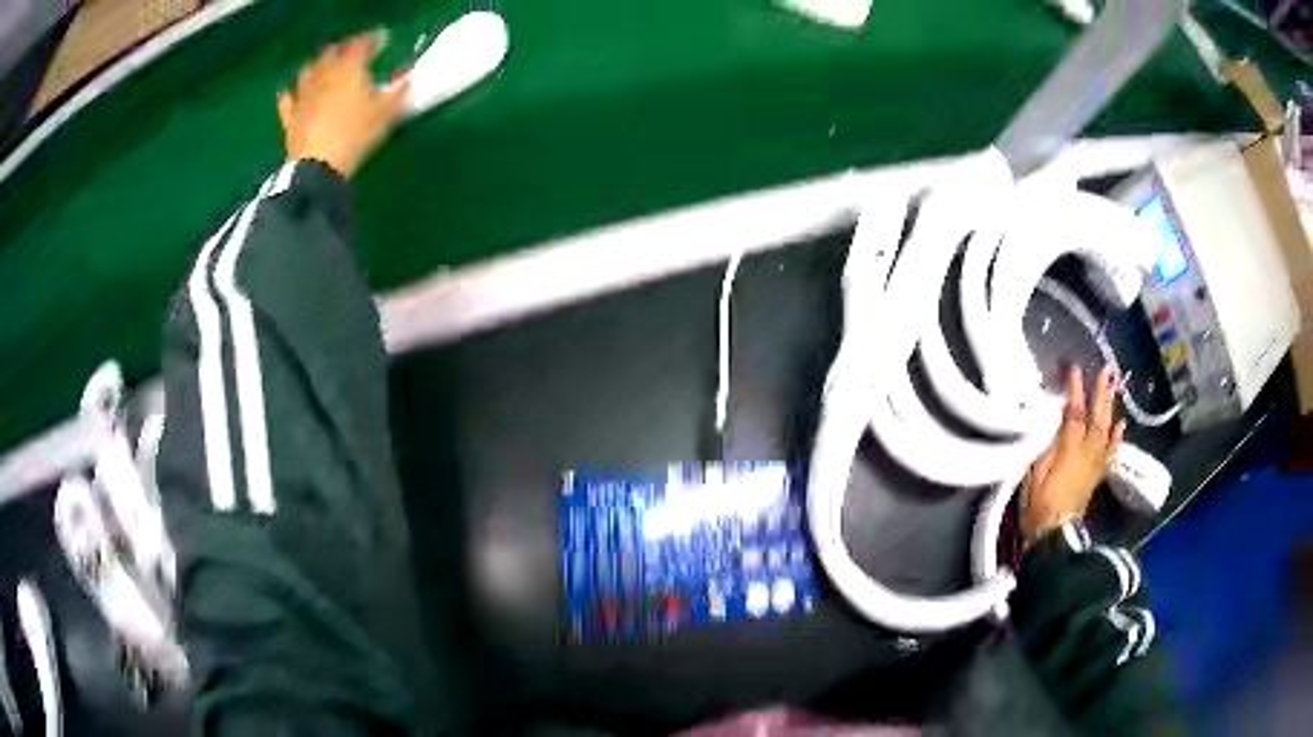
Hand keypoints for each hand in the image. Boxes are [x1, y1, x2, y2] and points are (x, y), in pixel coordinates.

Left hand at [277, 31, 409, 178]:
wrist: (318, 168)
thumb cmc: (355, 136)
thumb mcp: (385, 115)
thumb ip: (397, 92)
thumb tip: (407, 79)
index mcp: (350, 69)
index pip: (362, 44)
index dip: (373, 40)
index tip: (382, 40)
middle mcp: (324, 75)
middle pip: (332, 53)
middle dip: (343, 49)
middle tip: (353, 53)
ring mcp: (303, 95)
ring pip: (308, 70)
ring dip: (317, 65)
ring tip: (324, 68)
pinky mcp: (290, 116)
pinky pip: (288, 99)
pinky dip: (291, 93)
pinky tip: (293, 93)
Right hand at [1023, 365, 1124, 543]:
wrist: (1054, 536)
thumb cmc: (1039, 505)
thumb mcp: (1035, 474)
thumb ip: (1046, 446)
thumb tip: (1053, 423)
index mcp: (1070, 450)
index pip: (1074, 414)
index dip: (1075, 391)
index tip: (1074, 369)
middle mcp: (1087, 453)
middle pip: (1097, 418)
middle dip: (1101, 393)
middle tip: (1106, 371)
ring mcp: (1095, 464)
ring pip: (1106, 430)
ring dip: (1110, 408)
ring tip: (1113, 388)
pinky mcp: (1097, 475)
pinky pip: (1110, 452)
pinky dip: (1116, 437)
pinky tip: (1120, 425)